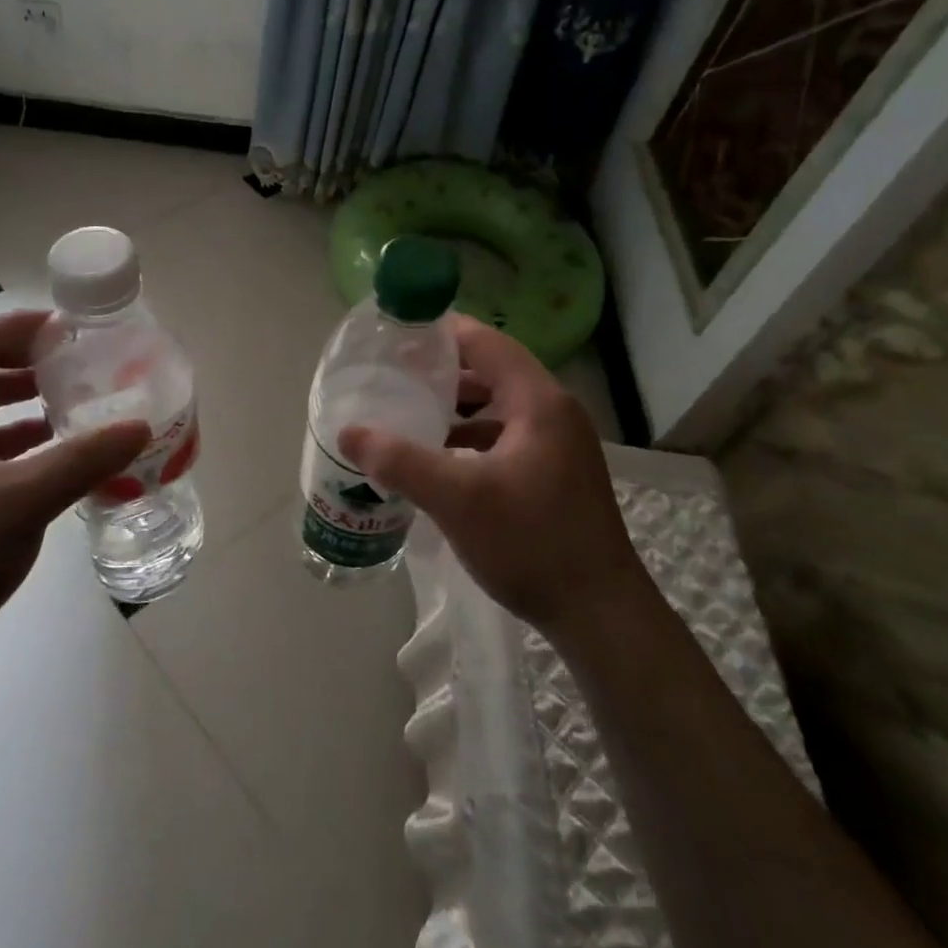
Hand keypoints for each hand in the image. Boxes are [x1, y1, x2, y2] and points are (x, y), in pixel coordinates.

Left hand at [0, 310, 150, 663]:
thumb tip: (140, 426)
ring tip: (76, 397)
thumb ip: (85, 459)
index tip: (79, 330)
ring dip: (24, 395)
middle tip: (85, 362)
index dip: (29, 326)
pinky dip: (15, 433)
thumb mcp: (24, 503)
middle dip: (31, 359)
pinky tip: (52, 446)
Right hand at [339, 315, 642, 640]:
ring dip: (458, 406)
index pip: (486, 343)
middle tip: (395, 375)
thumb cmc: (531, 543)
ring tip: (410, 412)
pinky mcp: (557, 472)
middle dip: (444, 371)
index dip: (442, 333)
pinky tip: (441, 458)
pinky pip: (508, 435)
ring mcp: (560, 444)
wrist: (600, 614)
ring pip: (499, 406)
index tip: (398, 335)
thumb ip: (400, 461)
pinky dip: (474, 436)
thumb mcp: (457, 499)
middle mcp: (554, 412)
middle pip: (492, 371)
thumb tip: (348, 432)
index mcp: (538, 402)